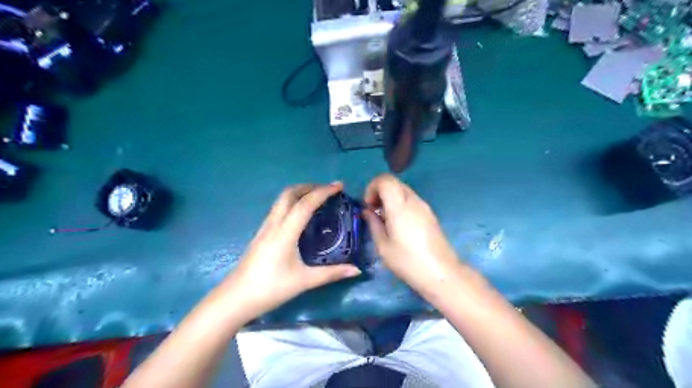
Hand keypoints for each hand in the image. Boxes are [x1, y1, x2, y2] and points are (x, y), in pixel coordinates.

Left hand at [221, 184, 362, 322]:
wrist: (235, 298)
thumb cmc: (270, 288)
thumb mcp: (304, 281)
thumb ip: (332, 274)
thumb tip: (357, 270)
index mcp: (285, 232)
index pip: (305, 204)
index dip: (323, 192)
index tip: (339, 186)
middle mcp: (273, 224)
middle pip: (289, 194)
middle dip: (310, 186)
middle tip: (328, 189)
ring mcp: (264, 227)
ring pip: (281, 200)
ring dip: (300, 193)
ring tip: (317, 198)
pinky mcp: (261, 233)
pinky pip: (278, 209)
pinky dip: (292, 203)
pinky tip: (300, 215)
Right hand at [360, 175, 460, 297]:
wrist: (441, 273)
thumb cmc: (408, 261)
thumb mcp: (383, 246)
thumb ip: (373, 224)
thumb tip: (367, 212)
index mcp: (400, 206)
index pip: (385, 180)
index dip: (372, 187)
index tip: (368, 205)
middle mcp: (414, 201)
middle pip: (394, 182)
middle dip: (379, 192)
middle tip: (374, 211)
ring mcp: (424, 206)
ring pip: (403, 191)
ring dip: (390, 198)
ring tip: (385, 220)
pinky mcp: (430, 214)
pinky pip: (411, 200)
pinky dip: (400, 204)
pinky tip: (398, 225)